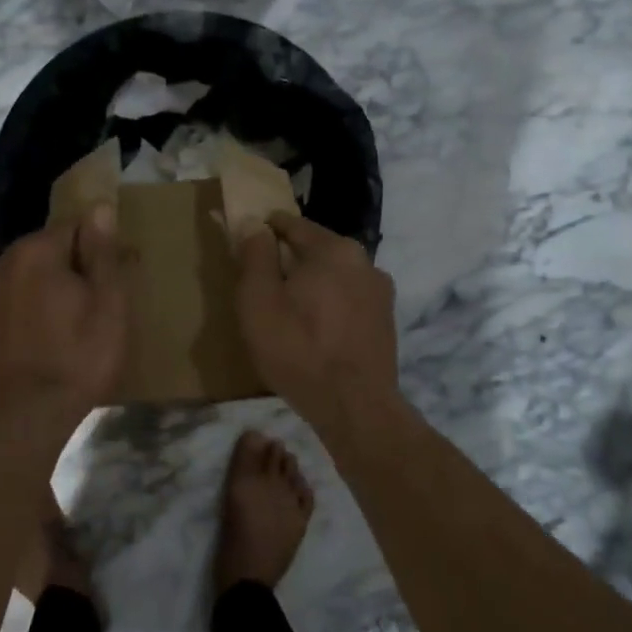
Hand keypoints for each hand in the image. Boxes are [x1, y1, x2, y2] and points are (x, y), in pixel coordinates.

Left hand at [0, 203, 127, 433]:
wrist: (22, 419)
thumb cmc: (77, 357)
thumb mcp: (108, 303)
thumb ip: (102, 252)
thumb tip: (99, 207)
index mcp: (34, 251)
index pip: (75, 226)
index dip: (101, 249)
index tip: (117, 279)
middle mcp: (2, 264)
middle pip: (50, 251)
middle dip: (76, 268)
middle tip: (101, 306)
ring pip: (31, 279)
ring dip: (53, 291)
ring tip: (77, 326)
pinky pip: (16, 304)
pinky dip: (34, 313)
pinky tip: (50, 342)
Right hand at [235, 212, 398, 423]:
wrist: (354, 407)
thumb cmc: (298, 349)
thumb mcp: (258, 300)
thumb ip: (255, 255)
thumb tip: (255, 224)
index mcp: (334, 249)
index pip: (291, 224)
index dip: (264, 231)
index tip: (246, 245)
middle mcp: (364, 261)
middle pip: (315, 249)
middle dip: (288, 260)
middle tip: (262, 284)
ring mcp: (380, 292)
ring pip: (334, 276)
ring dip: (311, 285)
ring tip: (288, 312)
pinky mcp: (385, 321)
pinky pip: (348, 300)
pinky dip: (329, 305)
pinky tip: (314, 331)